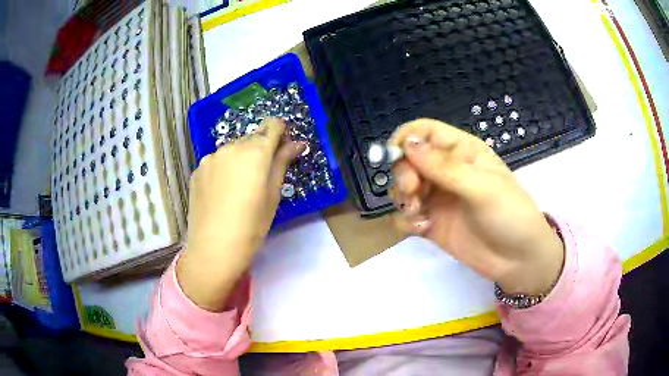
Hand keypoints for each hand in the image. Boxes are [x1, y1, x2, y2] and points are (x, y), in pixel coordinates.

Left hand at [177, 118, 304, 310]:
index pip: (273, 125)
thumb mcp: (273, 195)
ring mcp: (210, 157)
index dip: (281, 133)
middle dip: (261, 149)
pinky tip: (222, 193)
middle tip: (262, 177)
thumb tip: (297, 143)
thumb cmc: (251, 226)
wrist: (213, 249)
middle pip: (252, 137)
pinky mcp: (197, 170)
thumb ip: (283, 162)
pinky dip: (224, 169)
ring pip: (232, 150)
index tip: (283, 150)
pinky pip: (216, 162)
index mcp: (255, 151)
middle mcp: (231, 146)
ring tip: (240, 188)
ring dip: (241, 159)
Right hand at [389, 119, 563, 295]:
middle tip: (413, 191)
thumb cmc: (510, 215)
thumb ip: (444, 167)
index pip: (424, 132)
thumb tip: (407, 144)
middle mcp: (445, 171)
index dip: (406, 138)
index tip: (395, 157)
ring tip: (419, 215)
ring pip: (403, 189)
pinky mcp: (431, 224)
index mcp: (461, 152)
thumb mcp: (482, 188)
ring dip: (403, 199)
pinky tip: (422, 229)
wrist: (518, 260)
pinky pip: (405, 217)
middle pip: (407, 160)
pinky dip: (406, 221)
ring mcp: (438, 199)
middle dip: (403, 174)